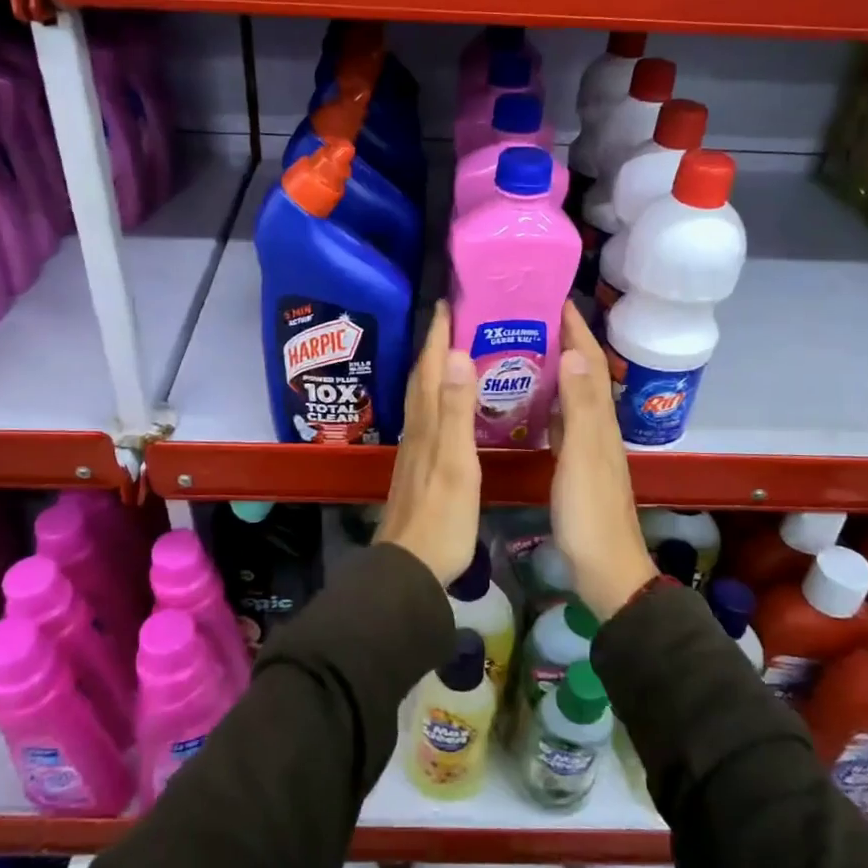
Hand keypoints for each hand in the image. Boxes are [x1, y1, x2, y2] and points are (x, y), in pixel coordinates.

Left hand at [375, 302, 480, 584]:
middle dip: (435, 345)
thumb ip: (455, 411)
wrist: (411, 566)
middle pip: (422, 377)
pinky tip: (449, 406)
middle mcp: (417, 430)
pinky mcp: (419, 467)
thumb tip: (454, 355)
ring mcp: (415, 450)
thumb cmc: (441, 517)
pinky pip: (429, 418)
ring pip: (423, 397)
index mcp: (427, 424)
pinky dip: (438, 400)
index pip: (430, 368)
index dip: (437, 334)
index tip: (448, 302)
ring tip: (454, 352)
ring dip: (434, 370)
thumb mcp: (455, 462)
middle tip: (454, 318)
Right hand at [551, 302, 653, 620]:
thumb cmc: (590, 513)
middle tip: (523, 316)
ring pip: (570, 393)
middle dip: (559, 339)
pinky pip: (559, 419)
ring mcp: (585, 444)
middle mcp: (597, 424)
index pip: (589, 360)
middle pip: (580, 371)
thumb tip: (573, 354)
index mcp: (600, 419)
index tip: (549, 296)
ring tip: (518, 346)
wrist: (605, 569)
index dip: (574, 327)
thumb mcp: (583, 458)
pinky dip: (545, 400)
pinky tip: (524, 399)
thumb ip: (580, 408)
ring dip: (551, 366)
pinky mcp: (573, 463)